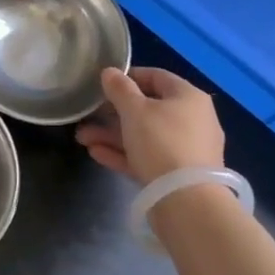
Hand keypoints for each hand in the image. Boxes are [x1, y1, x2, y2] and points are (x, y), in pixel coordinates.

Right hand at [75, 67, 224, 183]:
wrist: (187, 201)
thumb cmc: (161, 142)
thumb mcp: (135, 110)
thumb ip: (119, 89)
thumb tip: (110, 72)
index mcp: (188, 97)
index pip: (156, 77)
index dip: (128, 77)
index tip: (103, 84)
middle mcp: (192, 119)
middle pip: (148, 109)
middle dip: (113, 113)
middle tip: (87, 115)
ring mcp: (186, 149)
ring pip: (144, 136)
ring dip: (112, 135)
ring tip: (82, 138)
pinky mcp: (177, 175)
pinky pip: (147, 157)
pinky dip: (124, 154)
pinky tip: (96, 153)